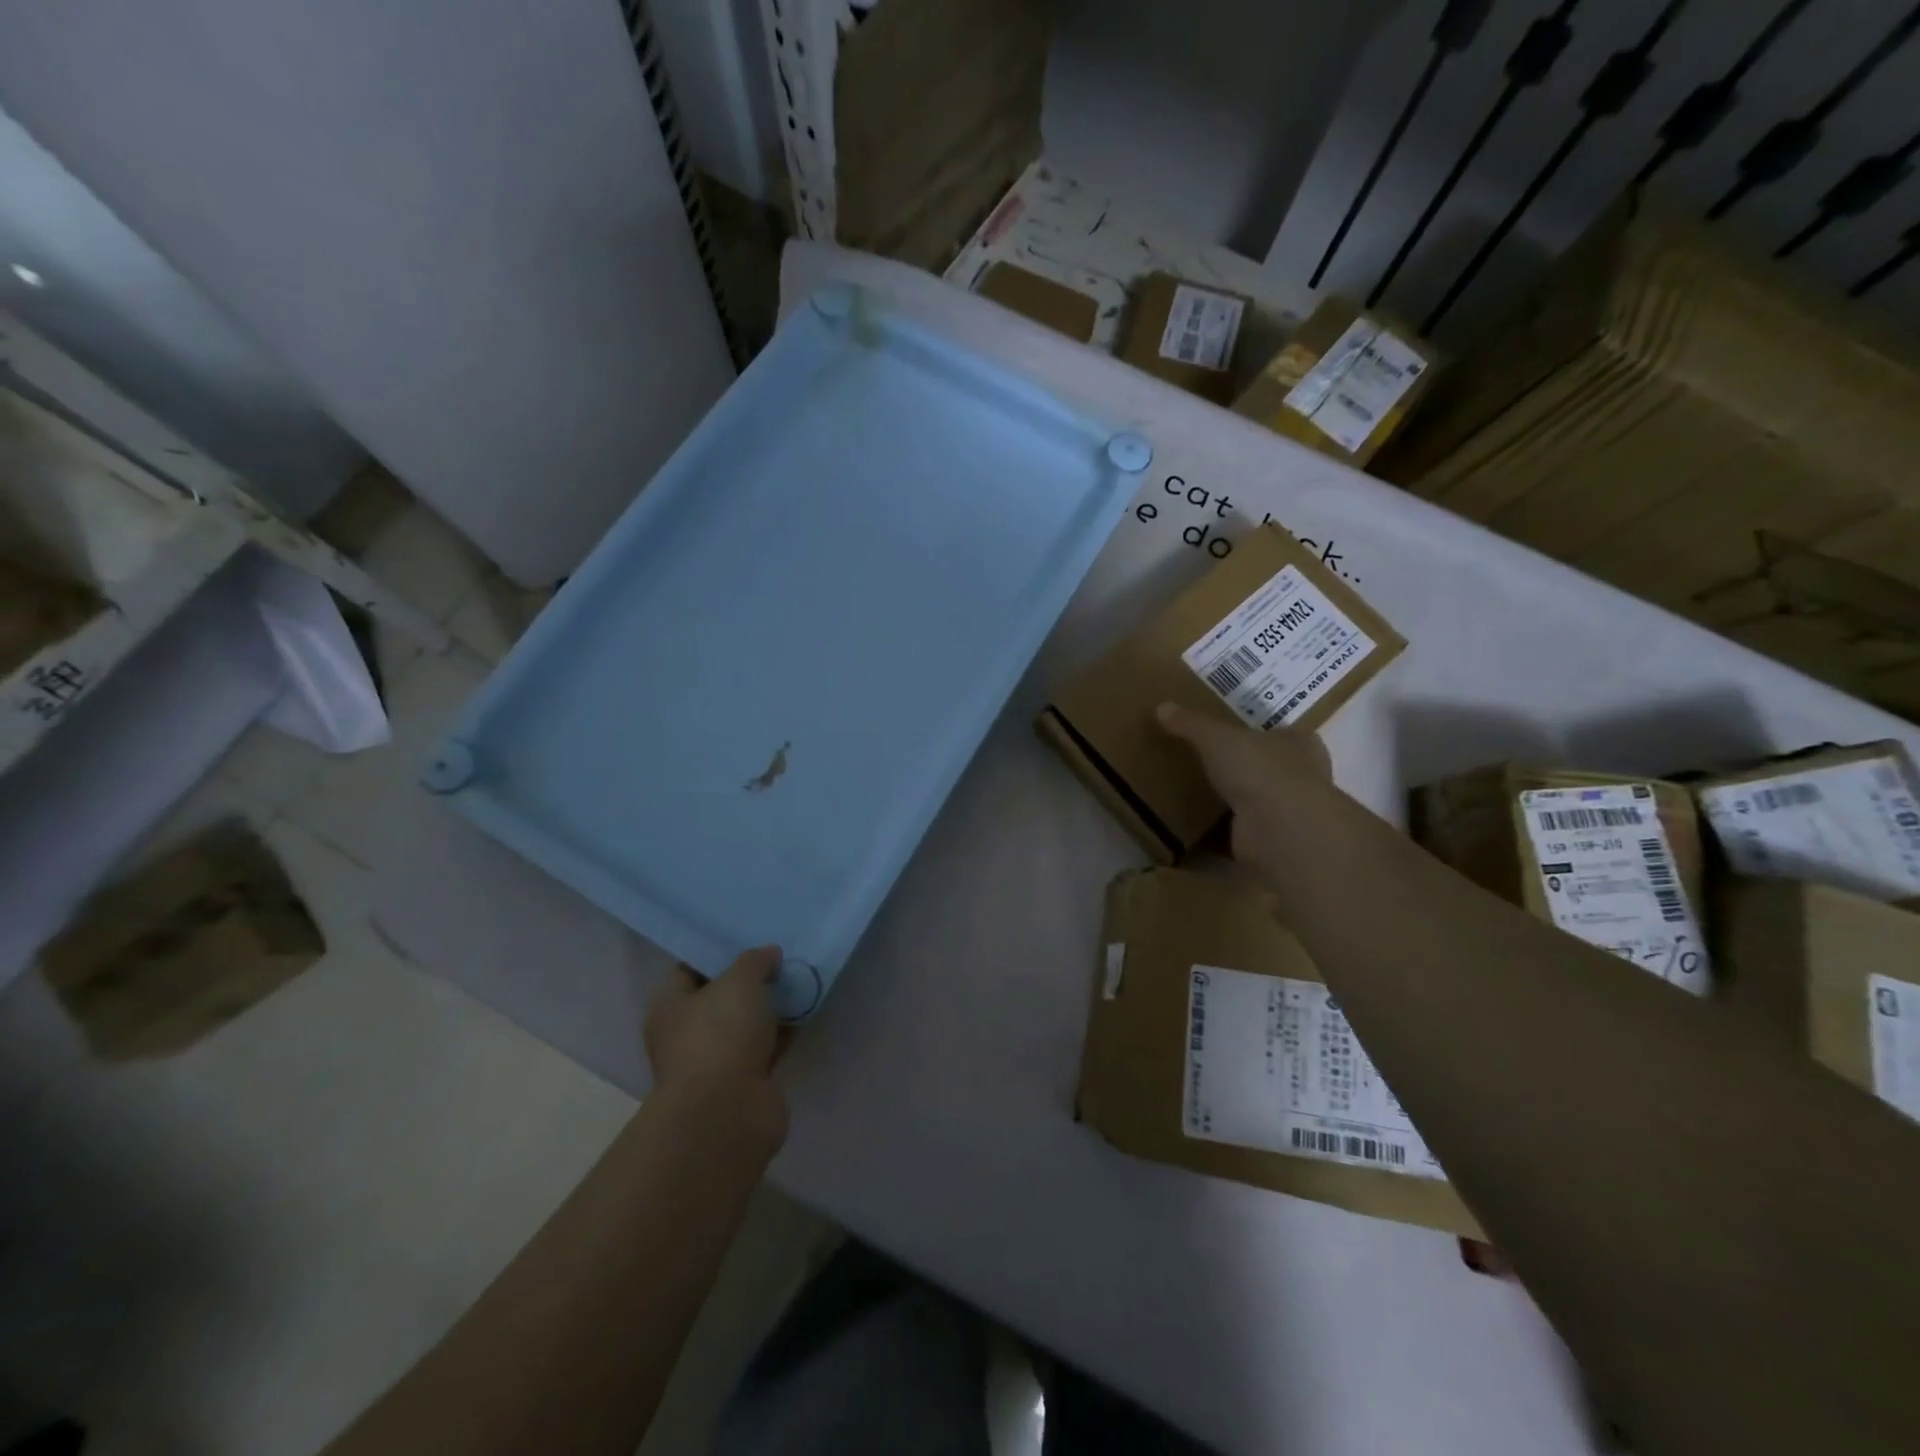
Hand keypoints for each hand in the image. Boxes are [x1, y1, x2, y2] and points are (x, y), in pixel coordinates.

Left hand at [644, 946, 787, 1143]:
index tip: (748, 938)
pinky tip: (806, 1012)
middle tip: (781, 956)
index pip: (689, 968)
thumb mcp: (740, 981)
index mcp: (670, 1007)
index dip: (717, 952)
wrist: (729, 1112)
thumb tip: (769, 955)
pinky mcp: (745, 1080)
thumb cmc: (720, 1035)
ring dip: (770, 1006)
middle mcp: (687, 1033)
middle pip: (721, 997)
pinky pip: (767, 1045)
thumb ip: (755, 960)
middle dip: (750, 979)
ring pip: (746, 1023)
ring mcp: (716, 1060)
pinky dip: (783, 1032)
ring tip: (800, 978)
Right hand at [1157, 702, 1331, 860]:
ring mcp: (1290, 814)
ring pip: (1259, 803)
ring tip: (1197, 798)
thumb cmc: (1259, 769)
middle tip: (1208, 767)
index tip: (1232, 737)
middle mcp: (1302, 777)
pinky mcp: (1273, 842)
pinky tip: (1198, 831)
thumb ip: (1191, 723)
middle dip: (1245, 770)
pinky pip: (1242, 834)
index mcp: (1299, 743)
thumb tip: (1162, 707)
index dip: (1259, 735)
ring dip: (1234, 804)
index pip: (1282, 734)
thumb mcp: (1216, 737)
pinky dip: (1223, 835)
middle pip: (1271, 769)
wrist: (1280, 829)